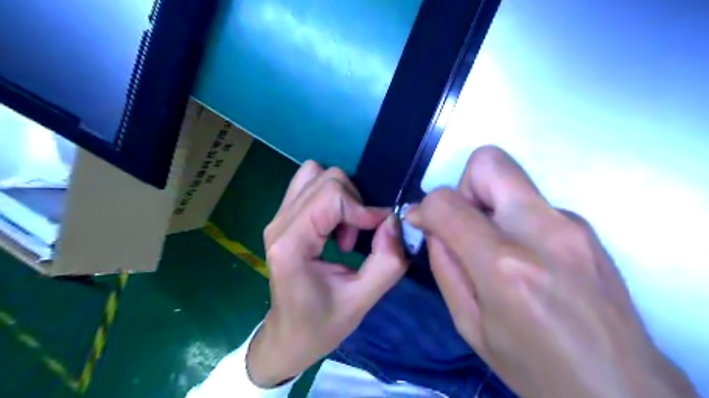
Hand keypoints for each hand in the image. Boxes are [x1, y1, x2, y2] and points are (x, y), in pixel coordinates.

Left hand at [247, 159, 407, 386]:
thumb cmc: (320, 324)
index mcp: (291, 245)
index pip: (331, 196)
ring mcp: (277, 218)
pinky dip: (331, 198)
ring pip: (316, 175)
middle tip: (356, 238)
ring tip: (345, 231)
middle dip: (353, 203)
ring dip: (342, 197)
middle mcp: (279, 224)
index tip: (379, 231)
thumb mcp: (362, 301)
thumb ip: (386, 262)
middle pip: (325, 179)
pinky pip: (310, 185)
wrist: (288, 336)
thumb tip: (393, 220)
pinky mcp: (283, 217)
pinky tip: (334, 226)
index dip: (362, 208)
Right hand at [407, 147, 696, 396]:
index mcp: (505, 266)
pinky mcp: (585, 226)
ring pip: (511, 178)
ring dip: (489, 204)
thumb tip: (431, 226)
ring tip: (495, 248)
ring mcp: (571, 224)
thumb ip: (444, 266)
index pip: (447, 203)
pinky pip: (531, 202)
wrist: (620, 388)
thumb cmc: (533, 365)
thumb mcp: (469, 324)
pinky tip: (525, 257)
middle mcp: (542, 231)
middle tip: (466, 226)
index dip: (426, 208)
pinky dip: (513, 218)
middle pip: (489, 163)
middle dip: (464, 187)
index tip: (422, 223)